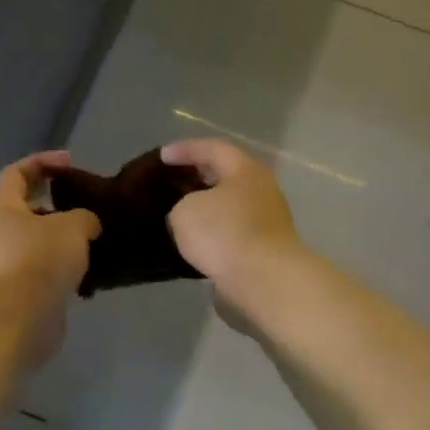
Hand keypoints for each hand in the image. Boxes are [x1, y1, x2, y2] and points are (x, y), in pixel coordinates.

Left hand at [0, 151, 100, 365]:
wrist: (20, 320)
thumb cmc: (40, 260)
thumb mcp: (72, 227)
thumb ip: (83, 217)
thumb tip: (86, 224)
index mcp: (5, 210)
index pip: (15, 173)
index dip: (40, 162)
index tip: (68, 163)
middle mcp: (1, 236)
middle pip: (28, 211)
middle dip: (58, 206)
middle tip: (87, 208)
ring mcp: (10, 268)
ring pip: (40, 244)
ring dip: (65, 242)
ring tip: (95, 243)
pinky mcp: (23, 295)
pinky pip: (47, 274)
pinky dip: (67, 272)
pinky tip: (90, 277)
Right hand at [161, 138, 301, 308]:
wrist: (263, 281)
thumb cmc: (224, 233)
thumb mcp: (185, 211)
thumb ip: (182, 205)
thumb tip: (191, 216)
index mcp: (245, 170)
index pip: (213, 149)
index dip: (185, 150)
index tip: (161, 156)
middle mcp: (262, 191)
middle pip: (226, 176)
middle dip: (198, 177)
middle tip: (172, 181)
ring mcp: (267, 222)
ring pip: (230, 207)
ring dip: (207, 209)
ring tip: (179, 214)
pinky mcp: (265, 251)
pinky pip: (233, 234)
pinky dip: (214, 235)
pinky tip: (195, 244)